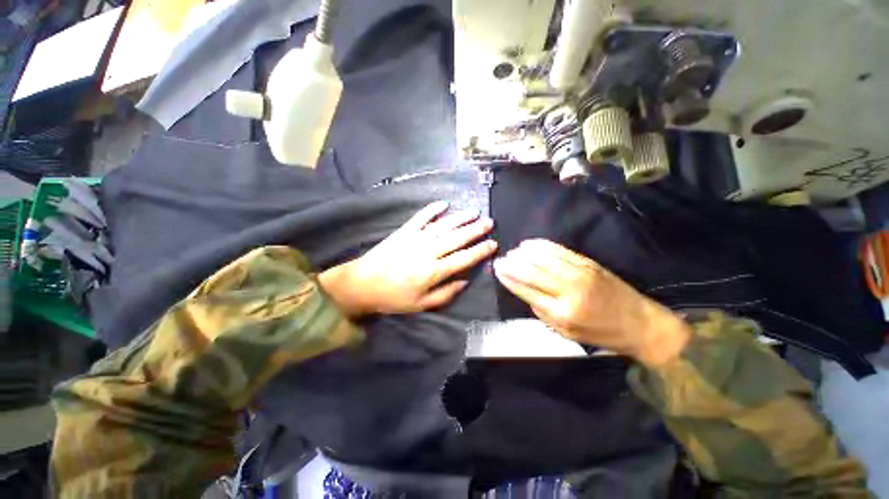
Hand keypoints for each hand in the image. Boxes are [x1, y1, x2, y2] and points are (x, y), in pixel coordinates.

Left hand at [319, 201, 496, 316]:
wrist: (362, 284)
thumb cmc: (393, 297)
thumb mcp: (421, 304)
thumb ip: (445, 293)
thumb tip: (465, 281)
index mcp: (433, 271)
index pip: (463, 259)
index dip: (480, 251)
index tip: (493, 244)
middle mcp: (428, 252)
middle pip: (456, 238)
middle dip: (475, 230)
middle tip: (489, 222)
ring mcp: (415, 239)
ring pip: (443, 226)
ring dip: (460, 218)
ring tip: (474, 212)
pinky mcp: (404, 231)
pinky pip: (421, 217)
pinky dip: (432, 209)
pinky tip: (444, 204)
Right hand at [492, 239, 690, 366]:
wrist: (640, 323)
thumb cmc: (600, 333)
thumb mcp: (566, 333)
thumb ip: (542, 311)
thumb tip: (524, 290)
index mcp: (561, 313)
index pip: (526, 290)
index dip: (509, 278)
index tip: (497, 270)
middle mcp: (568, 290)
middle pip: (532, 272)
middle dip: (512, 264)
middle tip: (500, 260)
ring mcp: (579, 273)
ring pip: (543, 258)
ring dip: (524, 253)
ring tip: (512, 252)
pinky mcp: (588, 263)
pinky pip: (559, 250)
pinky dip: (541, 246)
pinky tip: (530, 244)